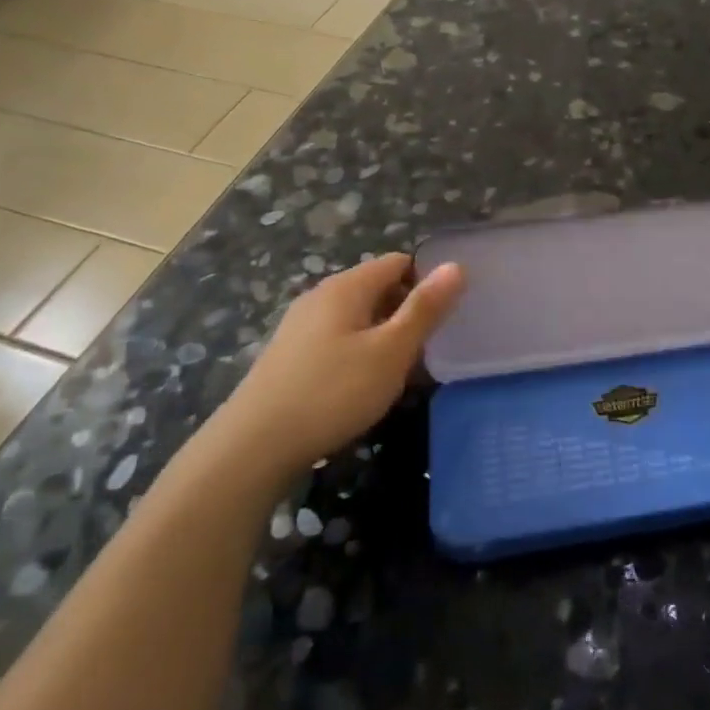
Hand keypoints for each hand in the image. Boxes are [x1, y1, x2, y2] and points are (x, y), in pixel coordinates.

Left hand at [213, 253, 464, 481]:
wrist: (252, 447)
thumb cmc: (333, 392)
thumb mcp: (391, 351)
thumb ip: (425, 308)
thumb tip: (456, 266)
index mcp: (347, 286)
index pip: (399, 262)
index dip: (428, 281)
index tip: (448, 314)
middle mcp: (321, 296)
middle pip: (378, 288)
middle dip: (407, 311)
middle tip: (430, 347)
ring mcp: (301, 325)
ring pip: (358, 317)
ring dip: (384, 335)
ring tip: (401, 370)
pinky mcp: (290, 355)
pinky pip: (338, 339)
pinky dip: (359, 352)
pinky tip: (363, 386)